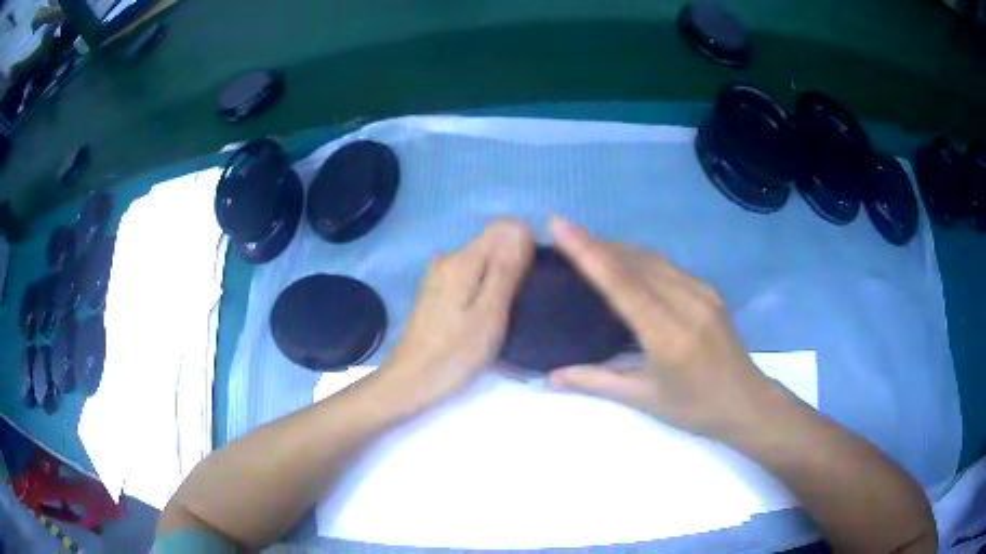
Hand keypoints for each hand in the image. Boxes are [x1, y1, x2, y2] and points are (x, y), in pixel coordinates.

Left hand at [375, 219, 534, 410]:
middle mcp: (447, 259)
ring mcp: (438, 276)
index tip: (531, 281)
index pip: (503, 229)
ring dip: (498, 280)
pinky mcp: (435, 293)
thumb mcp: (490, 313)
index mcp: (462, 260)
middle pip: (491, 245)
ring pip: (480, 264)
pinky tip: (484, 316)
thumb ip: (506, 269)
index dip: (524, 248)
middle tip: (521, 303)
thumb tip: (521, 227)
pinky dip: (482, 290)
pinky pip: (468, 278)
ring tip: (507, 313)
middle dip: (512, 264)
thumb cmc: (455, 353)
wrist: (411, 381)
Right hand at [546, 217, 774, 439]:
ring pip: (652, 259)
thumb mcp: (644, 398)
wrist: (747, 402)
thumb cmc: (694, 408)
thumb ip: (595, 382)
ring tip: (586, 243)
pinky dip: (640, 258)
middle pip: (635, 262)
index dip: (588, 252)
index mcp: (668, 336)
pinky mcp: (709, 290)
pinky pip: (668, 266)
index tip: (559, 225)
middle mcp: (687, 304)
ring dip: (618, 248)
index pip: (622, 284)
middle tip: (563, 232)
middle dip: (597, 244)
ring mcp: (702, 292)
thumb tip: (550, 376)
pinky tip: (625, 262)